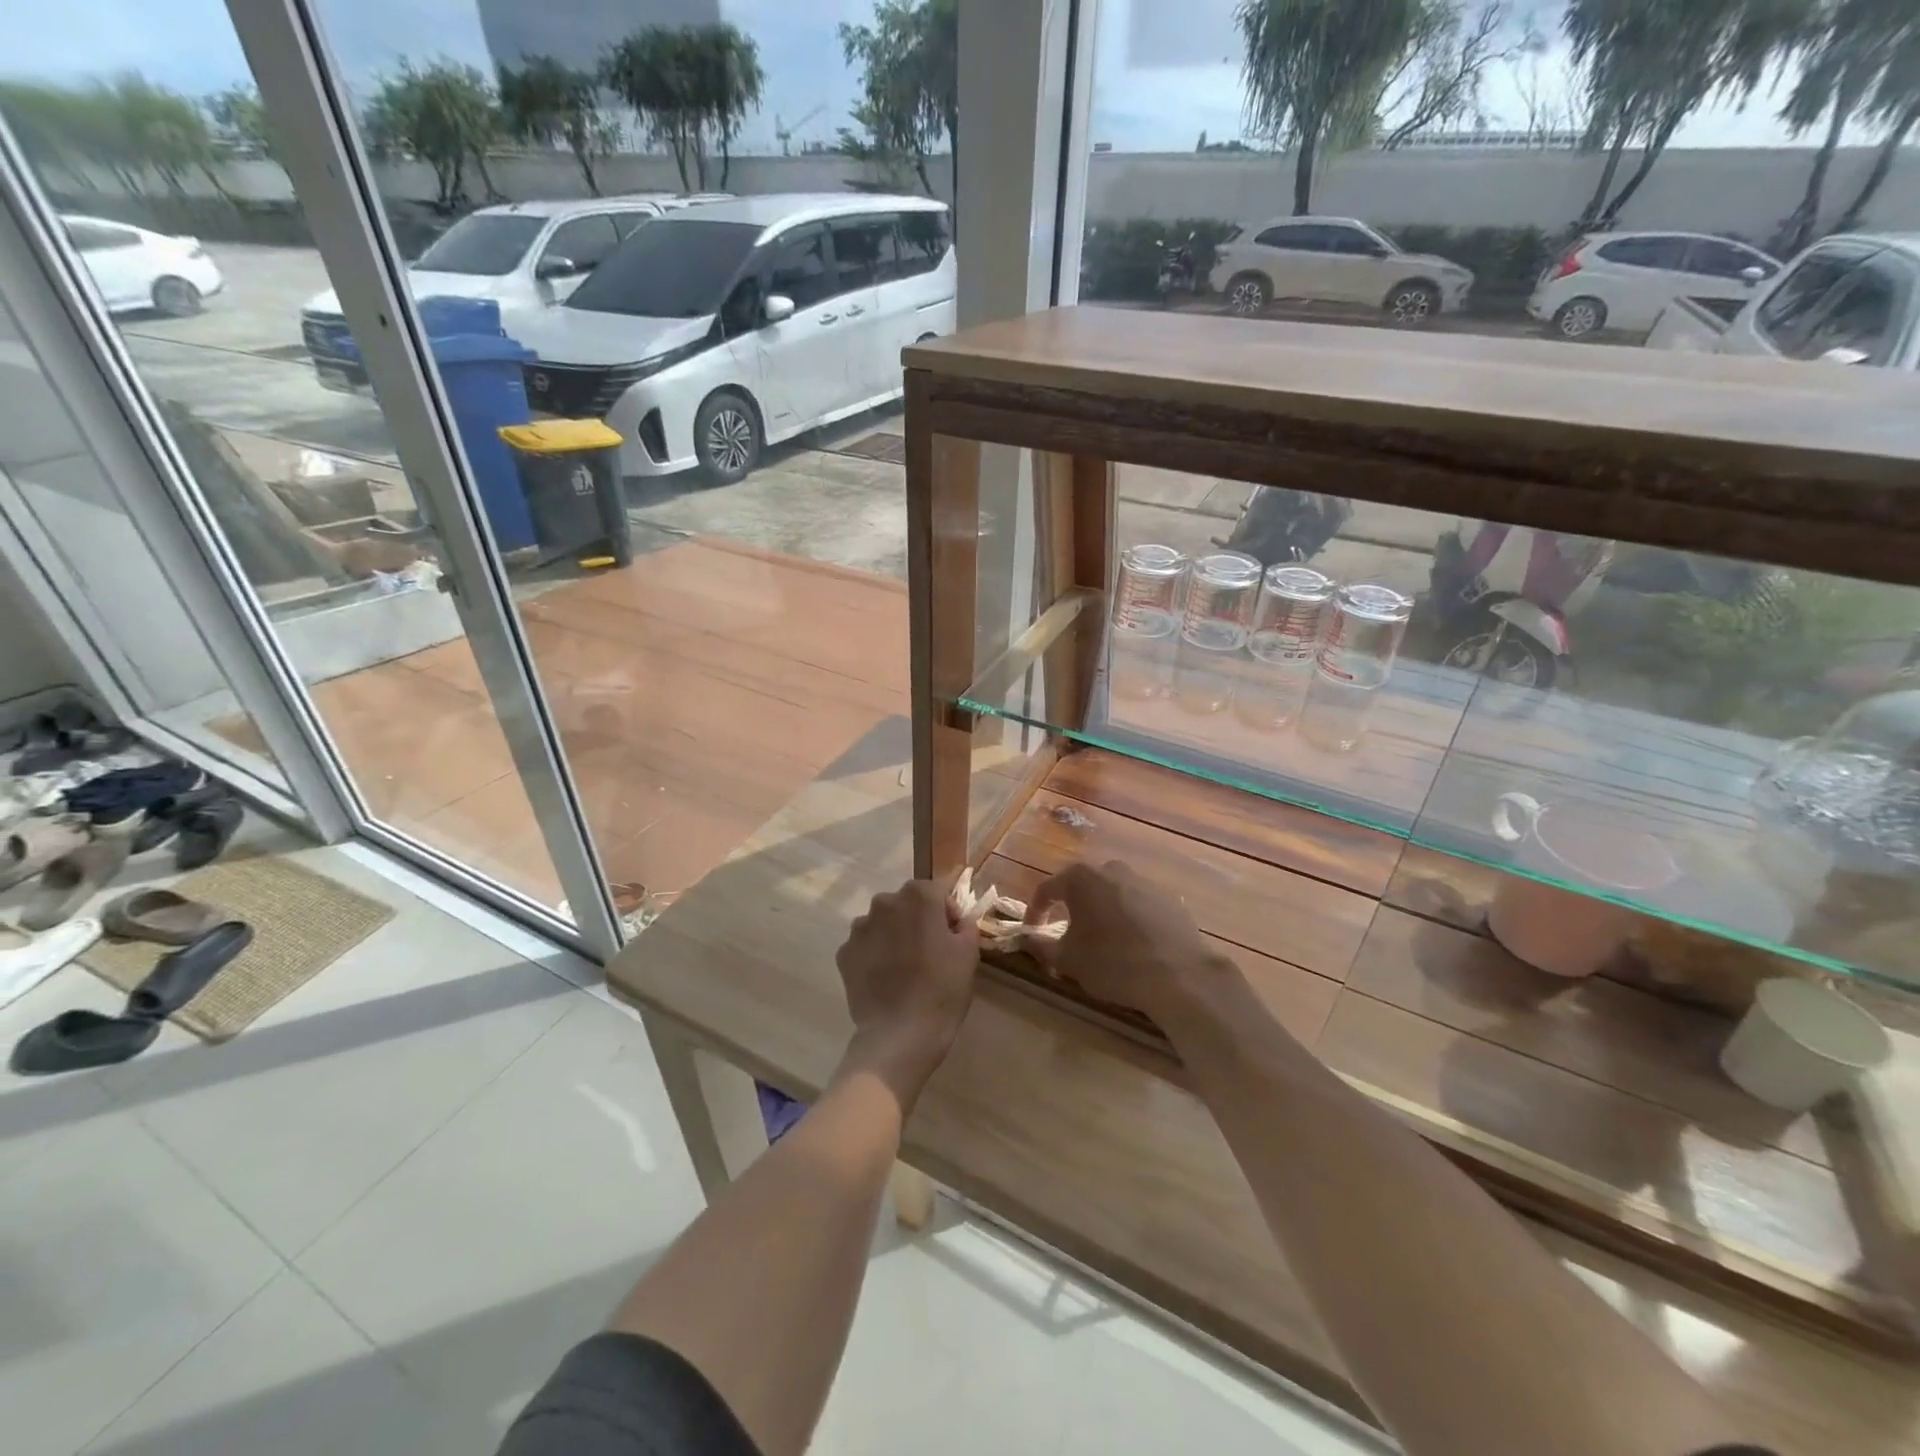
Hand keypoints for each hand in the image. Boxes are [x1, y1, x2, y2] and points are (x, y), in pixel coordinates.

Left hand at [835, 876, 978, 1103]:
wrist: (900, 1035)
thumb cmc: (942, 990)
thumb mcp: (969, 953)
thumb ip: (965, 924)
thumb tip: (956, 919)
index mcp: (919, 896)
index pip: (937, 891)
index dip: (947, 912)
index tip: (952, 937)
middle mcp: (885, 903)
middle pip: (906, 904)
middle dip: (918, 920)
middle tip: (929, 952)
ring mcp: (860, 927)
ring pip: (882, 923)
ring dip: (893, 935)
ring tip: (904, 968)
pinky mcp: (844, 952)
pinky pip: (865, 945)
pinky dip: (874, 955)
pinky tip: (885, 979)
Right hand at [1026, 859, 1223, 1019]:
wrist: (1179, 974)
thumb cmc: (1113, 963)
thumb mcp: (1068, 960)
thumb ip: (1041, 946)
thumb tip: (1028, 938)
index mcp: (1081, 878)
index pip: (1047, 889)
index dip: (1035, 911)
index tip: (1033, 932)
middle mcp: (1111, 869)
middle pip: (1081, 886)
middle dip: (1070, 908)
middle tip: (1067, 934)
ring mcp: (1143, 880)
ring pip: (1111, 893)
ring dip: (1101, 912)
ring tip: (1101, 940)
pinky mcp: (1168, 897)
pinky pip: (1138, 904)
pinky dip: (1128, 918)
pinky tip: (1132, 943)